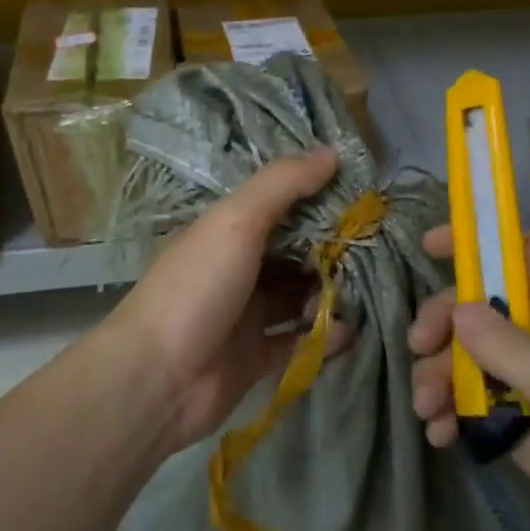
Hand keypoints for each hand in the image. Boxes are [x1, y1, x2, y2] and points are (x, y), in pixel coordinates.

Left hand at [107, 147, 347, 451]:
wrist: (157, 379)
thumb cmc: (196, 288)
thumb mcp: (236, 222)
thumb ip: (283, 185)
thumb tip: (331, 152)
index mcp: (226, 232)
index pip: (279, 208)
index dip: (317, 202)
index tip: (361, 199)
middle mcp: (237, 269)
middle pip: (294, 254)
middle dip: (331, 254)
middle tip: (372, 251)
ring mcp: (246, 315)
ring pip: (300, 298)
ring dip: (330, 296)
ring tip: (360, 295)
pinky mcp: (257, 357)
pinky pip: (299, 341)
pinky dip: (322, 337)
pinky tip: (345, 332)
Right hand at [408, 226, 529, 530]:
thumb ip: (510, 346)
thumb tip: (458, 309)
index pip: (526, 255)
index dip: (481, 244)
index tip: (430, 247)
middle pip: (485, 309)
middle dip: (445, 324)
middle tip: (417, 349)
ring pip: (475, 359)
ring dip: (441, 377)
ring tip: (426, 411)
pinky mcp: (529, 429)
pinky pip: (479, 405)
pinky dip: (455, 414)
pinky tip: (440, 436)